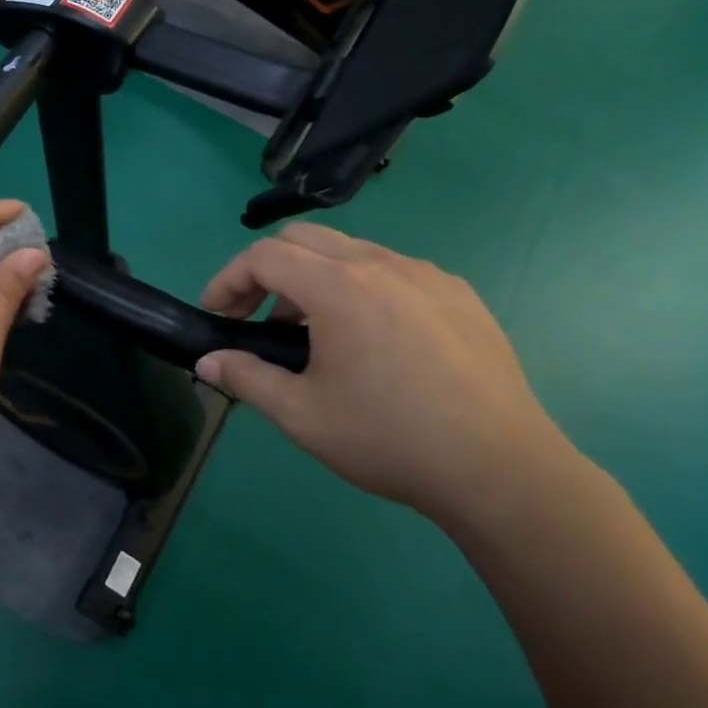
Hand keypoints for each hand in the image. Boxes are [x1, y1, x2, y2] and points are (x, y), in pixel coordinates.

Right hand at [195, 223, 573, 525]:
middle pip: (303, 238)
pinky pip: (394, 271)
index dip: (228, 279)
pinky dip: (361, 288)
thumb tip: (207, 362)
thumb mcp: (302, 415)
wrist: (499, 468)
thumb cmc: (389, 439)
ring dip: (314, 278)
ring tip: (313, 333)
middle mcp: (381, 264)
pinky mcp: (459, 294)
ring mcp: (426, 274)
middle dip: (267, 271)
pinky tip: (373, 339)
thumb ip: (246, 378)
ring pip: (350, 251)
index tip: (217, 314)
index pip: (264, 255)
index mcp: (338, 286)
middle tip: (256, 317)